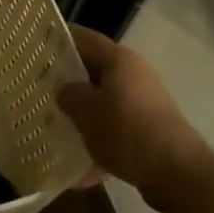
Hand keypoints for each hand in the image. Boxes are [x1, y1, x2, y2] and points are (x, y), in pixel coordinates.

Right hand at [56, 26, 210, 194]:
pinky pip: (118, 129)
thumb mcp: (86, 112)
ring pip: (105, 101)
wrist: (178, 175)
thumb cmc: (126, 131)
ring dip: (84, 113)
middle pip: (94, 70)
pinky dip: (101, 141)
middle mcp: (135, 74)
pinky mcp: (152, 130)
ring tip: (57, 126)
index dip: (59, 38)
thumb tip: (64, 90)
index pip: (84, 37)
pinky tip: (82, 165)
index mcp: (119, 59)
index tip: (36, 45)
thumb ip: (69, 95)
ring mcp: (146, 103)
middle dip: (68, 80)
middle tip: (41, 87)